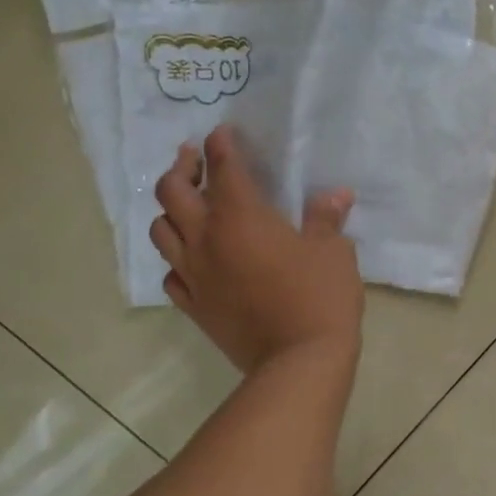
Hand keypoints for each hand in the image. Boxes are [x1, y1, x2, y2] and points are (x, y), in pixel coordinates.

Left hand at [150, 129, 362, 374]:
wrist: (297, 361)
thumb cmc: (319, 296)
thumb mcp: (333, 251)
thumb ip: (326, 218)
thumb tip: (335, 194)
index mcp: (241, 217)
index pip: (223, 168)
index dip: (221, 146)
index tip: (223, 134)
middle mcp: (207, 239)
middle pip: (172, 192)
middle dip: (182, 168)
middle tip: (196, 160)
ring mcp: (194, 274)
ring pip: (161, 230)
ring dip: (170, 210)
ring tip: (188, 206)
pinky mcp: (193, 305)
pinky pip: (170, 273)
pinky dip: (177, 256)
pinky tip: (193, 257)